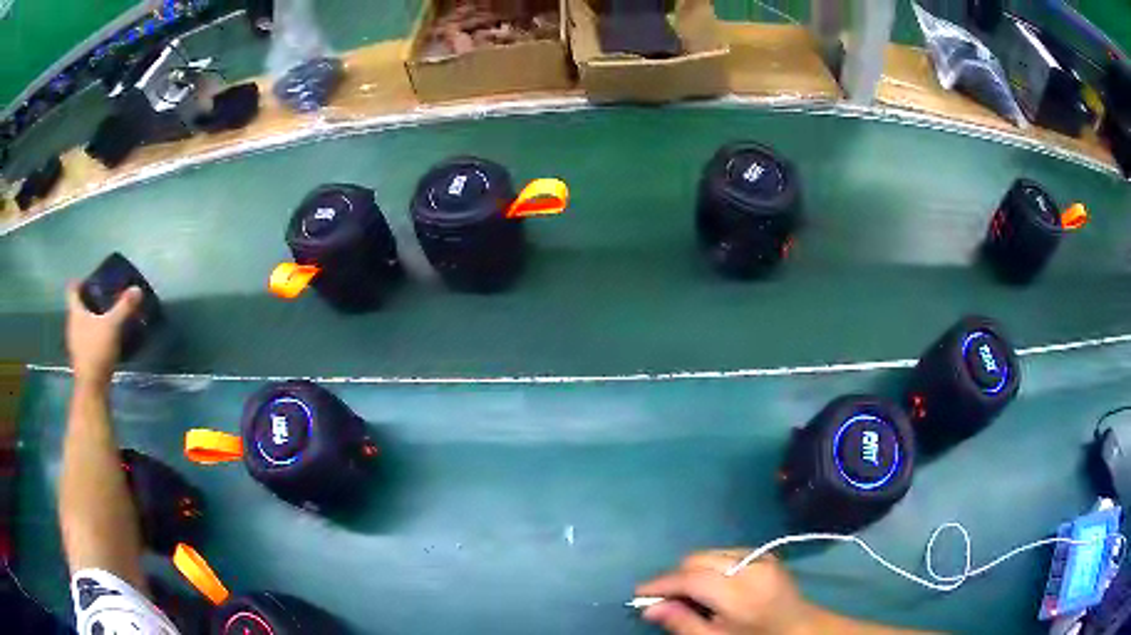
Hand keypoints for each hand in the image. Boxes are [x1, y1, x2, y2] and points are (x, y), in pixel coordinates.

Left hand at [65, 282, 141, 386]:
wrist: (92, 388)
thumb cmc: (97, 351)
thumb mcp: (113, 326)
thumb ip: (124, 307)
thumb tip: (136, 289)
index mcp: (75, 313)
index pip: (72, 290)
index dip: (79, 283)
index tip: (88, 280)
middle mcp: (72, 326)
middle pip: (77, 308)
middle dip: (86, 302)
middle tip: (100, 298)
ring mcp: (75, 344)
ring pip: (80, 325)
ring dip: (89, 321)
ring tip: (103, 319)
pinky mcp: (81, 359)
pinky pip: (85, 341)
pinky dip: (92, 337)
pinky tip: (102, 341)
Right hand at [636, 551, 812, 634]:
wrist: (801, 629)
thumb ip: (682, 622)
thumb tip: (649, 608)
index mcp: (737, 591)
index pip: (689, 578)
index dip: (661, 584)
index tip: (638, 592)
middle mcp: (749, 565)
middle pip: (697, 559)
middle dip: (675, 576)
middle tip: (664, 598)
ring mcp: (760, 556)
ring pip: (711, 552)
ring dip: (693, 569)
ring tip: (688, 592)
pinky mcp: (766, 554)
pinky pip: (727, 552)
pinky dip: (712, 564)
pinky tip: (712, 584)